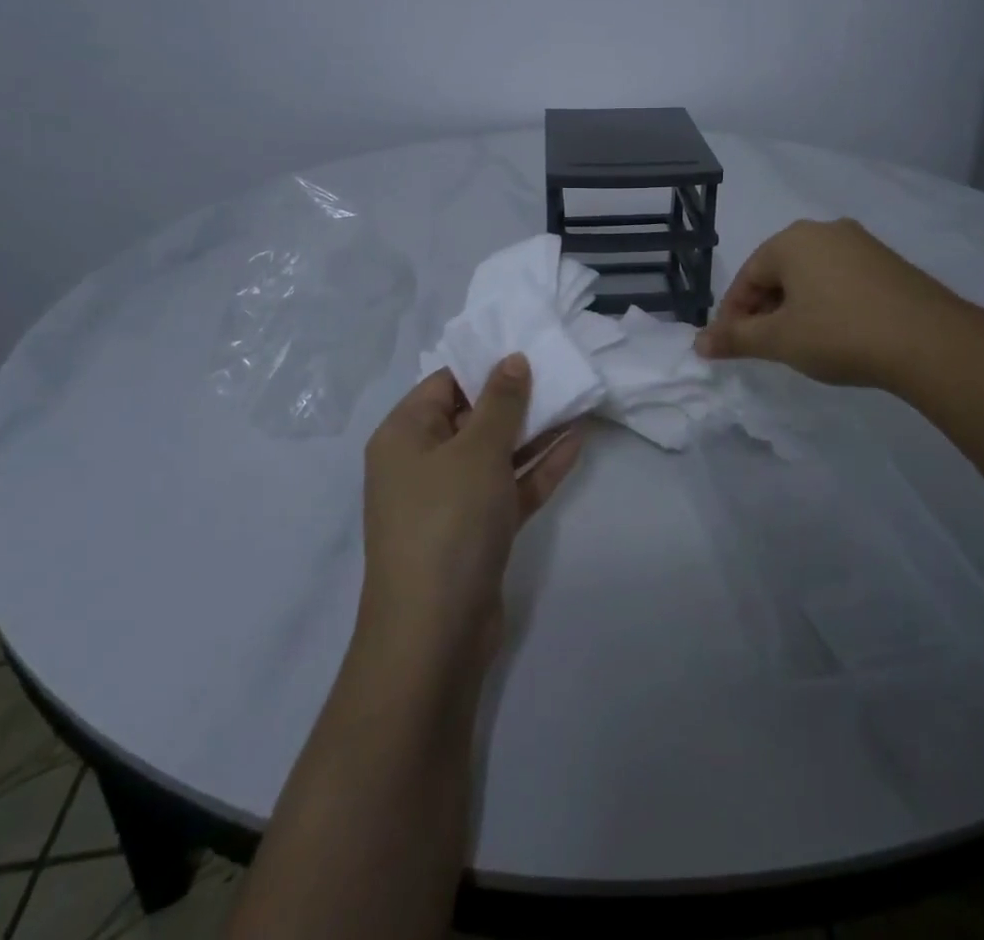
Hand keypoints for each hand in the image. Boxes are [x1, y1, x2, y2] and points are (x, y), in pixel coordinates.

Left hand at [358, 356, 582, 669]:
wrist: (435, 633)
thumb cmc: (447, 521)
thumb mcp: (477, 450)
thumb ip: (501, 402)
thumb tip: (512, 360)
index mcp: (404, 436)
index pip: (444, 383)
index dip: (485, 365)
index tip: (529, 350)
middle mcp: (422, 463)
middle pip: (472, 417)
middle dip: (517, 398)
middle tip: (562, 372)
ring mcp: (450, 500)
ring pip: (496, 453)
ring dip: (534, 431)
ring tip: (578, 402)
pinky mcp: (477, 531)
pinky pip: (509, 487)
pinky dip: (538, 468)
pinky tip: (576, 443)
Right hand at [694, 218, 959, 388]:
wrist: (928, 341)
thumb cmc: (839, 333)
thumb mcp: (779, 340)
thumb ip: (736, 338)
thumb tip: (699, 343)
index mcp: (792, 240)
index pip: (747, 276)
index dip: (733, 314)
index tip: (731, 346)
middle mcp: (825, 230)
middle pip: (778, 272)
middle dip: (764, 309)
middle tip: (764, 347)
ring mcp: (861, 244)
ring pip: (811, 276)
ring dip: (795, 307)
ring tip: (799, 343)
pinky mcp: (888, 263)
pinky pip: (841, 279)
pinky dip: (827, 303)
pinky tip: (836, 333)